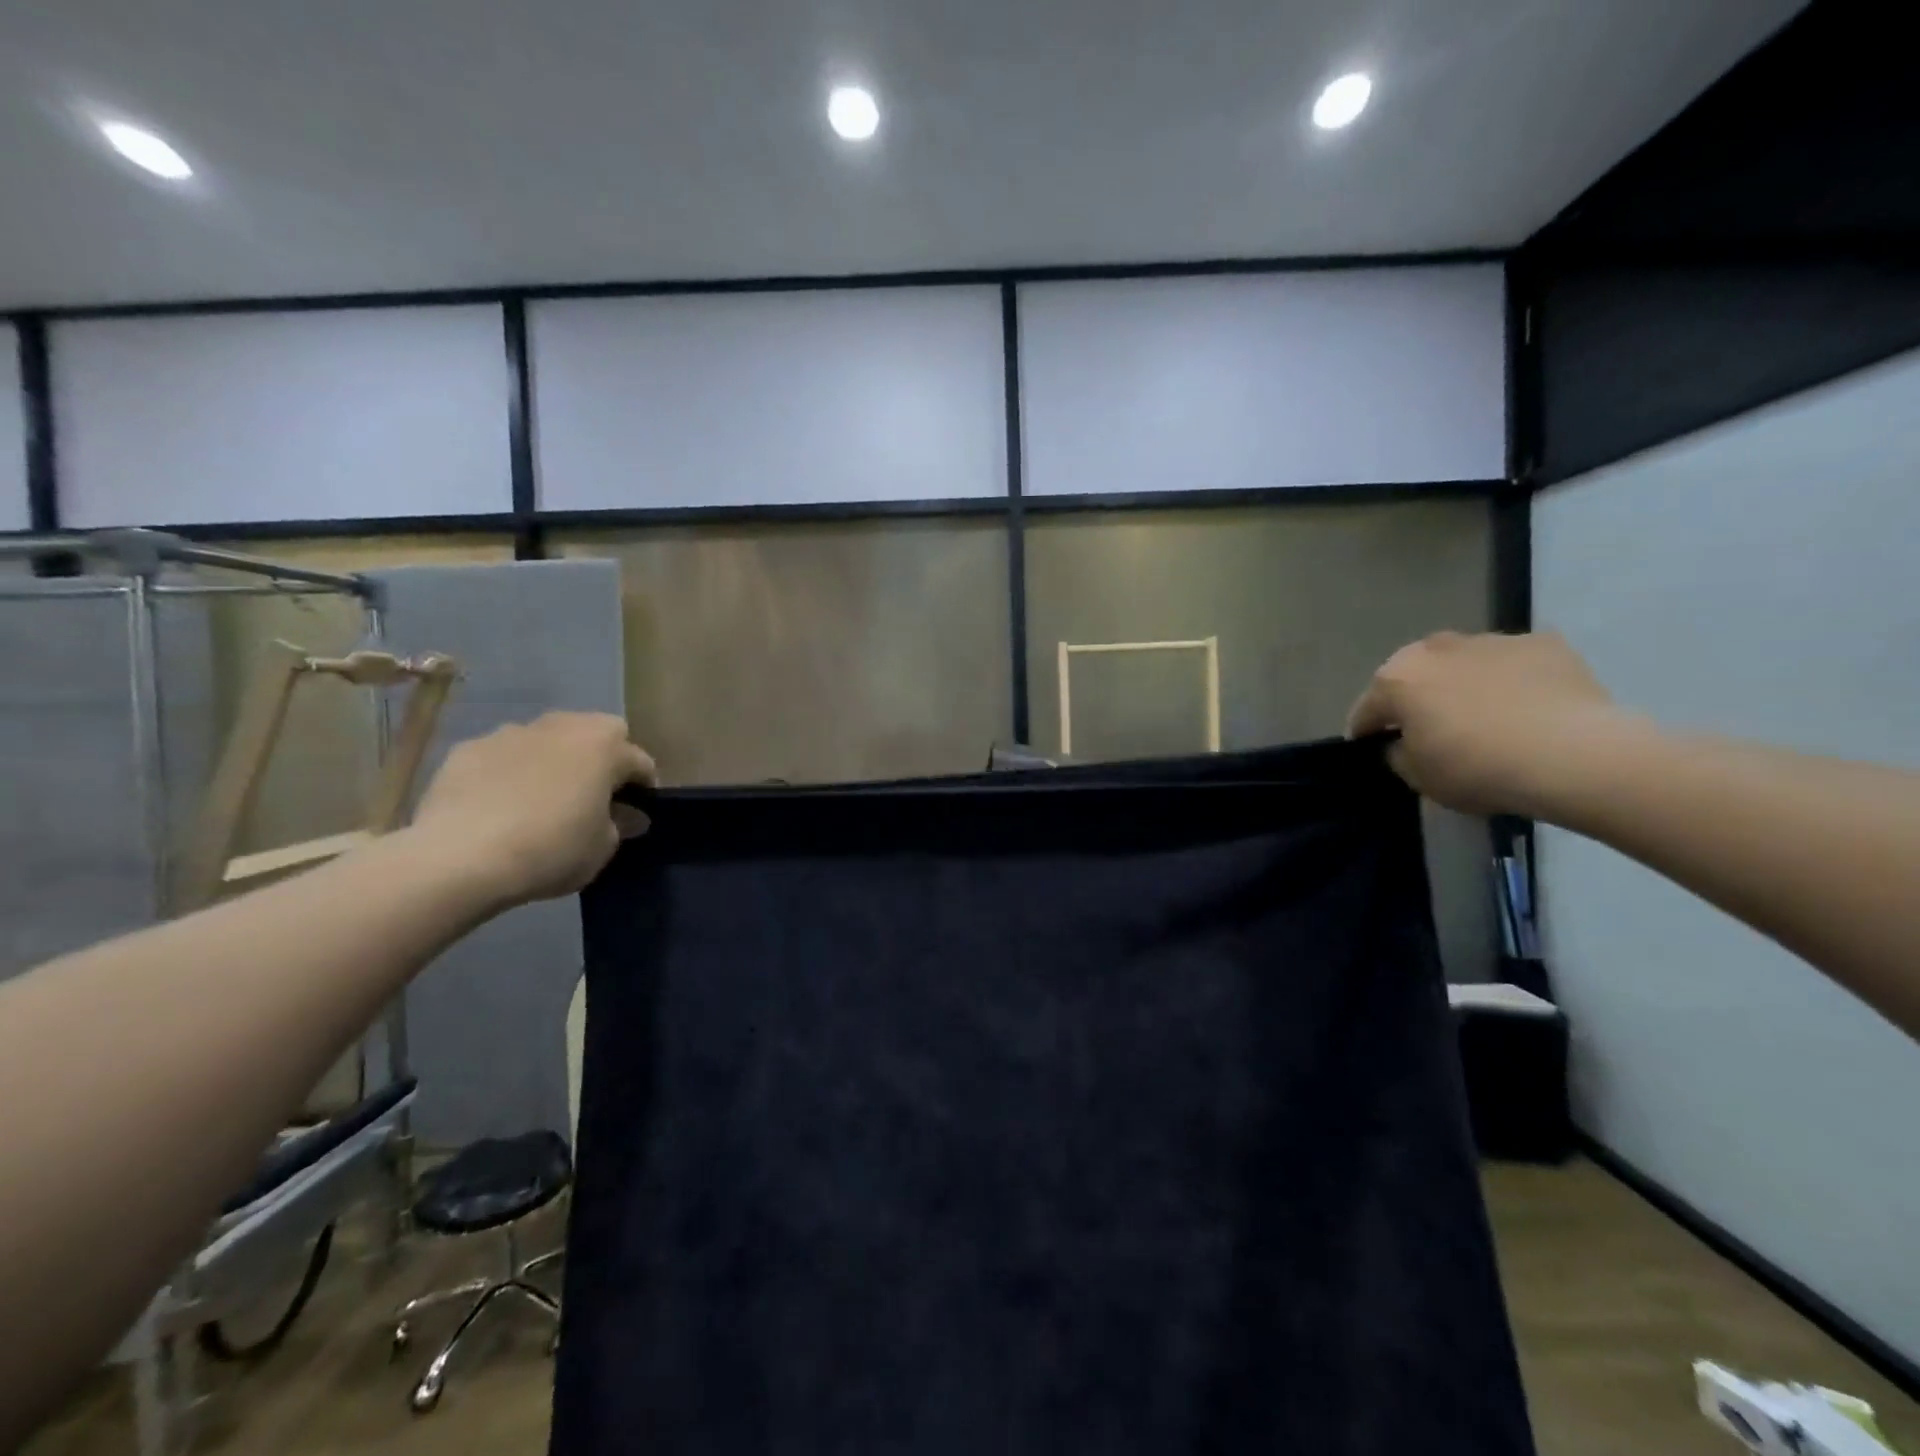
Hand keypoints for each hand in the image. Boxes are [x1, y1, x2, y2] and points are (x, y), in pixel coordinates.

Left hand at [410, 713, 655, 907]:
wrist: (459, 858)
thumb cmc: (550, 849)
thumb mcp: (603, 848)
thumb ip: (620, 825)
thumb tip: (627, 816)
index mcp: (604, 746)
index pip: (640, 761)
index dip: (643, 789)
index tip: (636, 814)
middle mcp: (562, 727)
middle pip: (596, 733)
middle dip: (601, 758)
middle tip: (593, 795)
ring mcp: (511, 733)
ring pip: (547, 740)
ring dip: (553, 761)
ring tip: (542, 799)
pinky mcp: (467, 748)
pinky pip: (503, 756)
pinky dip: (509, 772)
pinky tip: (499, 805)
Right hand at [1346, 632, 1635, 816]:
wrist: (1572, 755)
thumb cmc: (1476, 768)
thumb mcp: (1418, 778)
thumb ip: (1398, 755)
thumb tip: (1402, 743)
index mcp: (1396, 679)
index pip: (1366, 710)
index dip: (1367, 733)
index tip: (1376, 751)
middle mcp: (1435, 648)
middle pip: (1415, 676)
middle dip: (1417, 699)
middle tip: (1432, 732)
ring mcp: (1491, 640)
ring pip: (1464, 664)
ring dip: (1464, 685)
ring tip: (1487, 720)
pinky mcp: (1543, 643)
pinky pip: (1514, 664)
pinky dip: (1513, 682)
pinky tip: (1529, 710)